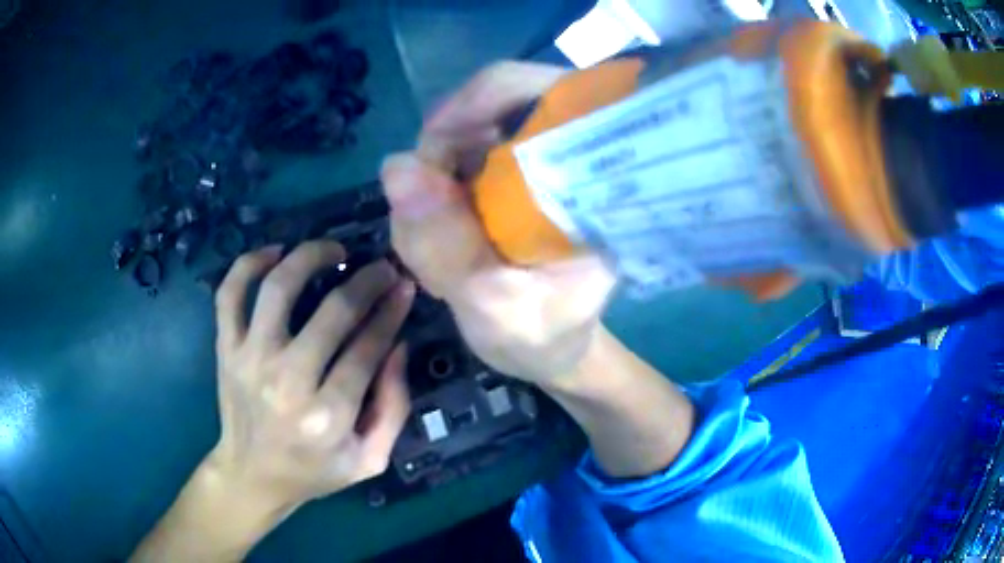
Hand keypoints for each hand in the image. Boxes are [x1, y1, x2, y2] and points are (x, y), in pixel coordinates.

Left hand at [133, 241, 415, 561]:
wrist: (252, 476)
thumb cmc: (315, 471)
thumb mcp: (370, 459)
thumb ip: (393, 406)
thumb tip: (398, 344)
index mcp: (327, 416)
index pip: (367, 346)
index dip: (391, 310)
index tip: (404, 286)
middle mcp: (286, 381)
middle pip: (332, 311)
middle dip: (366, 280)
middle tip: (381, 267)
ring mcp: (249, 359)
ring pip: (278, 287)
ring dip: (310, 256)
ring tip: (333, 250)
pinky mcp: (225, 349)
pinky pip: (229, 293)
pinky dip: (249, 263)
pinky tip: (274, 253)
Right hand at [382, 62, 615, 385]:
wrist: (554, 351)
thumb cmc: (544, 337)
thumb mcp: (495, 307)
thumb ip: (447, 246)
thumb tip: (396, 166)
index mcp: (593, 174)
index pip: (545, 90)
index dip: (480, 100)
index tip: (433, 145)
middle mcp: (565, 155)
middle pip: (488, 109)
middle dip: (440, 161)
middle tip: (425, 227)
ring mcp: (531, 164)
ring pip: (460, 138)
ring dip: (430, 188)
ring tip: (436, 257)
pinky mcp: (505, 179)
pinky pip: (449, 166)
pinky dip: (430, 200)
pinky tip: (439, 247)